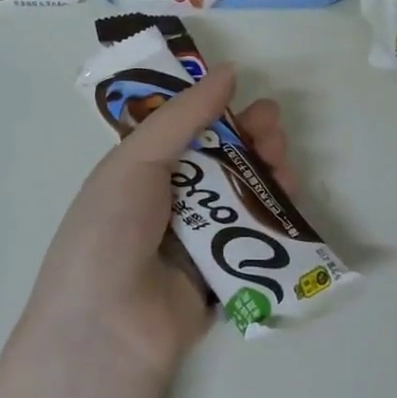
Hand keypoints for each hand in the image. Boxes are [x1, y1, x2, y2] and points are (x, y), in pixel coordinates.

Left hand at [26, 65, 294, 381]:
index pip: (187, 131)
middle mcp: (169, 201)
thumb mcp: (137, 160)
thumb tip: (229, 70)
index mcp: (140, 172)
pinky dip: (274, 218)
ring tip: (284, 165)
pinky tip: (289, 201)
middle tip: (274, 135)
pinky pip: (252, 238)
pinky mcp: (221, 275)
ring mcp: (196, 240)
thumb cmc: (112, 229)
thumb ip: (184, 116)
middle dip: (252, 142)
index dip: (219, 113)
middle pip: (221, 161)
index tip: (250, 100)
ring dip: (267, 175)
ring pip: (242, 196)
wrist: (107, 327)